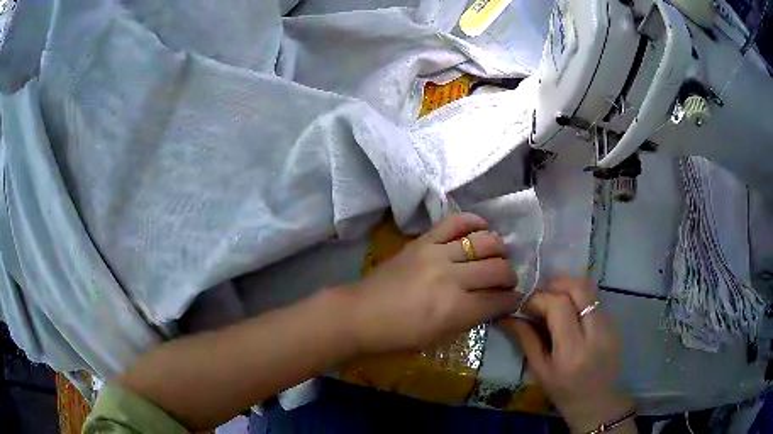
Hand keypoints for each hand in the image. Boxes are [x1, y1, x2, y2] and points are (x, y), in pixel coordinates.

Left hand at [343, 213, 521, 353]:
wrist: (362, 314)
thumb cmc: (399, 335)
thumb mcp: (441, 337)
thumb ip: (471, 318)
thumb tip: (493, 302)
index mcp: (456, 310)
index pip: (499, 300)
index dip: (512, 299)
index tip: (513, 298)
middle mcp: (452, 278)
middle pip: (498, 269)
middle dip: (510, 276)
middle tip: (507, 281)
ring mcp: (437, 254)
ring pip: (484, 242)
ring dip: (498, 250)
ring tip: (497, 256)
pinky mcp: (423, 241)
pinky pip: (454, 222)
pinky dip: (473, 221)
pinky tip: (483, 227)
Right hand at [498, 277, 635, 432]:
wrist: (598, 402)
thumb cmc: (563, 392)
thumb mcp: (540, 371)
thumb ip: (526, 340)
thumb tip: (506, 316)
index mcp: (572, 351)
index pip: (558, 306)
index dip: (538, 298)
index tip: (524, 305)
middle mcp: (595, 334)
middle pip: (579, 289)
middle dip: (557, 284)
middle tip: (541, 295)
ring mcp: (610, 327)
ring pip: (590, 290)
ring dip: (569, 288)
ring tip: (554, 300)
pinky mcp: (616, 324)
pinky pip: (596, 300)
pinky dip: (579, 299)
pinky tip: (571, 313)